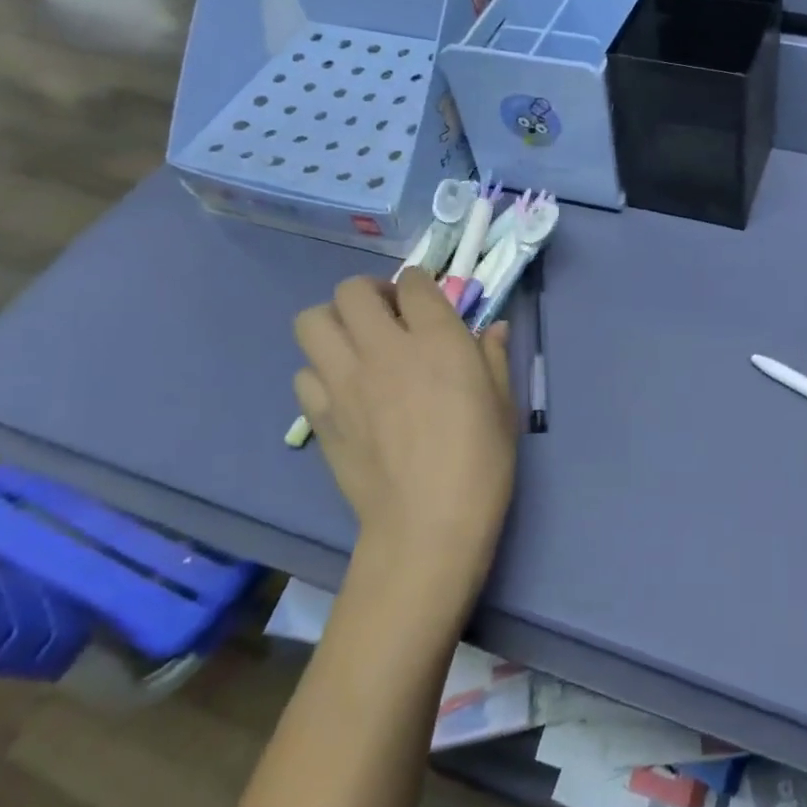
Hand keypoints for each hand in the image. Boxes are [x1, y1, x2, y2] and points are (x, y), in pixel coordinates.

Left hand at [294, 270, 515, 602]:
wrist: (427, 524)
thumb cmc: (480, 461)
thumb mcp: (503, 403)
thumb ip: (493, 356)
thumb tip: (495, 329)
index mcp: (436, 338)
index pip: (413, 282)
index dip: (418, 284)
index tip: (426, 301)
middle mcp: (383, 347)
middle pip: (352, 289)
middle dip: (369, 293)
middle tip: (387, 317)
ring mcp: (344, 380)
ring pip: (312, 320)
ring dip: (334, 323)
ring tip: (356, 345)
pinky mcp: (319, 414)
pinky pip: (304, 373)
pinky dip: (321, 372)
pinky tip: (344, 391)